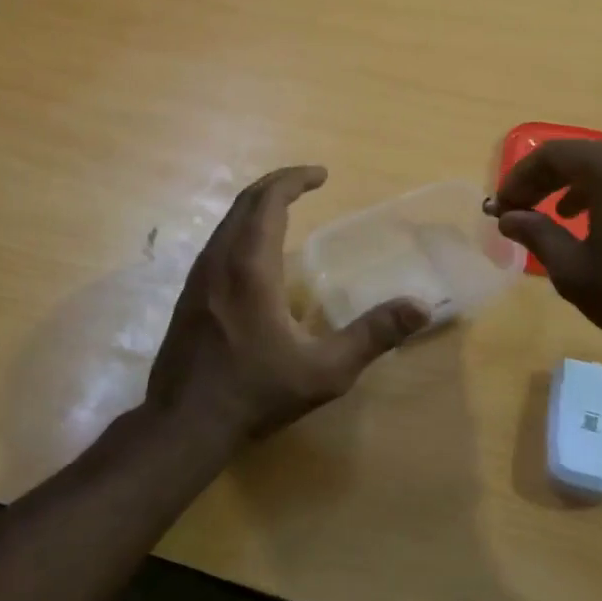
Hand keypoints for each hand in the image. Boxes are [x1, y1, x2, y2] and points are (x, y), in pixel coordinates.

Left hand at [147, 166, 427, 447]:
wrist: (181, 425)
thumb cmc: (255, 393)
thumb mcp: (325, 371)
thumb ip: (373, 335)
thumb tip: (420, 307)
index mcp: (251, 266)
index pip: (269, 201)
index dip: (295, 180)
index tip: (322, 175)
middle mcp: (220, 260)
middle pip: (246, 202)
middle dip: (277, 184)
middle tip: (307, 181)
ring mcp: (199, 276)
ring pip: (227, 221)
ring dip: (257, 205)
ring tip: (285, 207)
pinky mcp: (189, 294)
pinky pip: (218, 241)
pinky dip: (242, 227)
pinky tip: (257, 251)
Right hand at [489, 141, 601, 351]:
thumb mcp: (573, 268)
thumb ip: (537, 234)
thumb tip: (509, 218)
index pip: (552, 156)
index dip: (519, 178)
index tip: (500, 206)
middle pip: (579, 157)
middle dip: (542, 181)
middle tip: (517, 209)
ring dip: (570, 186)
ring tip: (550, 214)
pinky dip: (600, 195)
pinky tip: (590, 223)